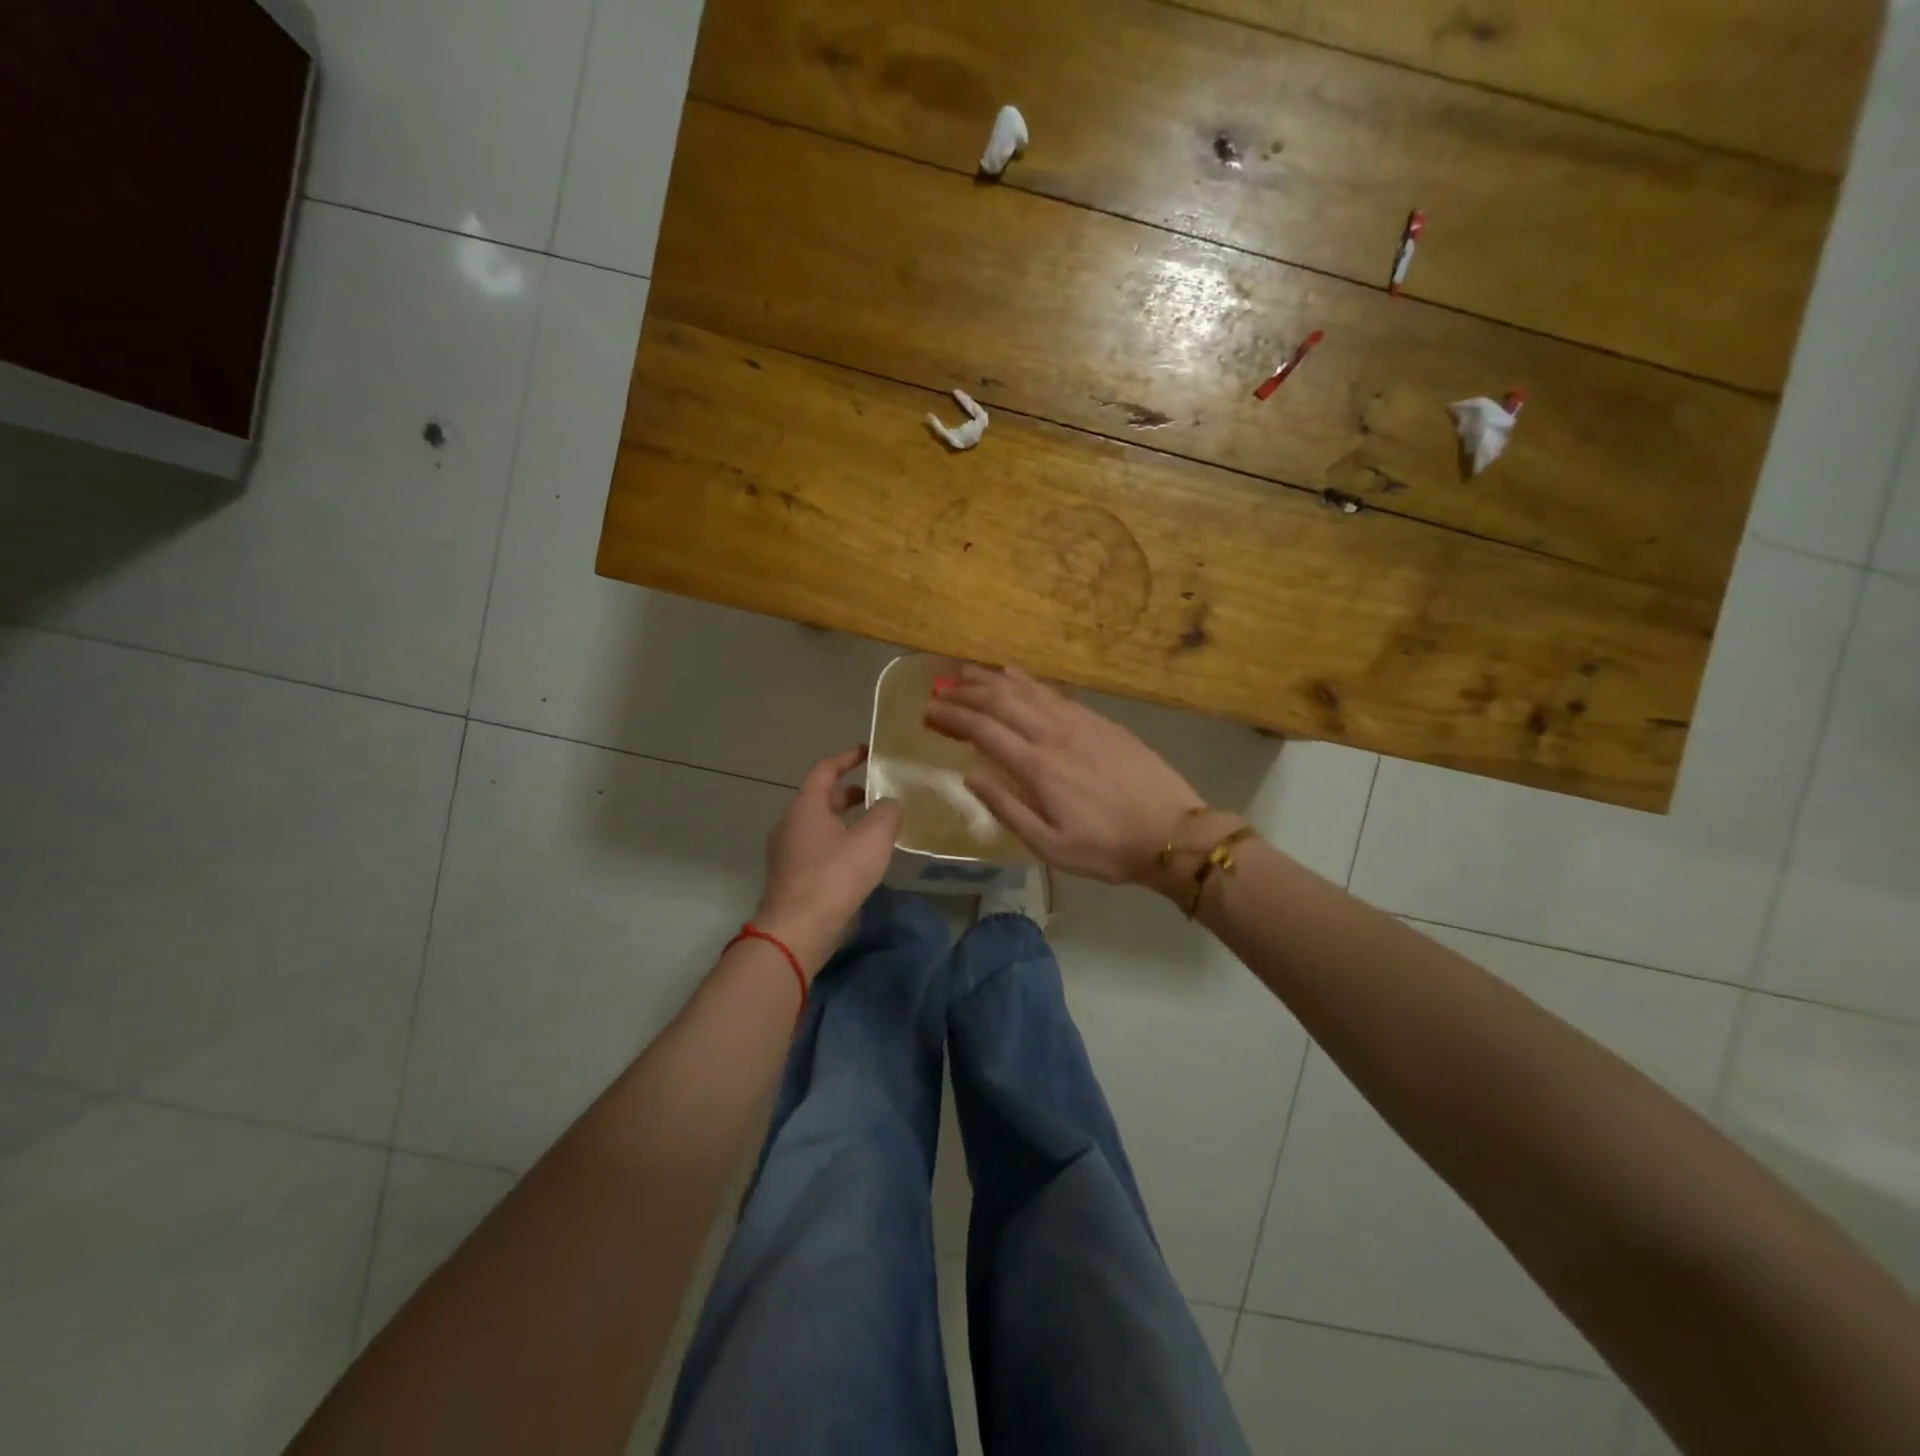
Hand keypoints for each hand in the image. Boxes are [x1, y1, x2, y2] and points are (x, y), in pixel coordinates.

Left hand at [754, 746, 902, 975]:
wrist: (797, 930)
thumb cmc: (834, 875)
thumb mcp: (872, 839)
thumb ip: (887, 813)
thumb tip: (891, 803)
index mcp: (806, 806)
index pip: (825, 770)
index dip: (847, 758)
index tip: (868, 752)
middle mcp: (790, 824)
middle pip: (821, 798)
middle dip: (849, 793)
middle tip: (878, 794)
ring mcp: (786, 853)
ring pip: (819, 826)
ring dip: (845, 822)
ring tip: (875, 828)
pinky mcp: (790, 878)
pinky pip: (817, 850)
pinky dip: (838, 844)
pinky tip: (860, 861)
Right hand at [923, 665, 1208, 885]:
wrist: (1172, 833)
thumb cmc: (1106, 848)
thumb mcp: (1049, 846)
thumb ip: (1006, 808)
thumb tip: (970, 775)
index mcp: (1036, 767)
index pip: (983, 730)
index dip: (952, 717)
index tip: (929, 710)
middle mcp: (1052, 734)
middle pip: (1000, 701)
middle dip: (965, 692)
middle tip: (939, 688)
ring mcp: (1078, 722)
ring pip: (1026, 690)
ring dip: (991, 679)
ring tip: (965, 671)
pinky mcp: (1098, 720)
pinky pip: (1053, 692)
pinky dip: (1026, 681)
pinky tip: (1014, 675)